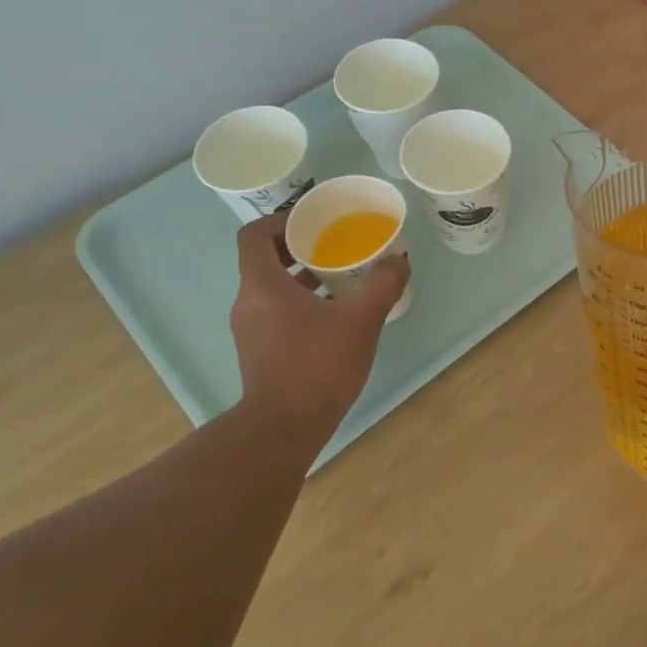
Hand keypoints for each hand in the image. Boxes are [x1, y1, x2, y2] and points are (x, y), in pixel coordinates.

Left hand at [227, 213, 410, 434]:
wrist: (285, 426)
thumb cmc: (318, 366)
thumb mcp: (360, 320)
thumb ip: (381, 285)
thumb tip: (398, 259)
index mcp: (262, 286)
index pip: (254, 236)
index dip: (279, 221)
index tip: (311, 220)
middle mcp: (248, 303)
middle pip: (263, 261)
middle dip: (298, 249)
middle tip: (333, 245)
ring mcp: (250, 330)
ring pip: (271, 289)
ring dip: (300, 278)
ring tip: (339, 278)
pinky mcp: (258, 352)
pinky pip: (275, 313)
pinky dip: (299, 304)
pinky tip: (333, 318)